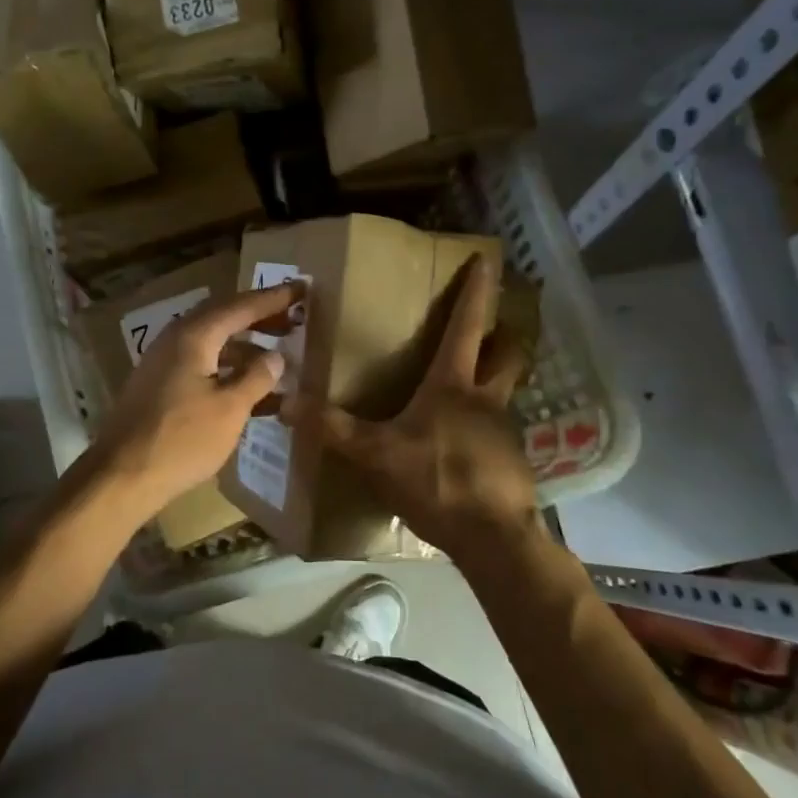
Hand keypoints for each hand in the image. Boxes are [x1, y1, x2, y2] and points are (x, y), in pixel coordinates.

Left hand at [87, 283, 298, 512]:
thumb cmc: (181, 439)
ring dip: (245, 345)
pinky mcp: (159, 386)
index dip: (274, 298)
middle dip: (259, 317)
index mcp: (194, 335)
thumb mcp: (230, 409)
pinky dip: (228, 368)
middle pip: (223, 317)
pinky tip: (247, 388)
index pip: (241, 306)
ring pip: (212, 342)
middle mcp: (175, 339)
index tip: (302, 288)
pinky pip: (201, 364)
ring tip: (277, 356)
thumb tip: (276, 357)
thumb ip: (256, 378)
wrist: (121, 476)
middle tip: (293, 319)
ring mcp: (163, 363)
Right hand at [281, 258, 536, 560]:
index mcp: (453, 385)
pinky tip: (469, 450)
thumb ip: (333, 428)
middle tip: (495, 329)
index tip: (488, 259)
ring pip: (506, 393)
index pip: (467, 325)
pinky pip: (501, 435)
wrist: (494, 537)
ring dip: (496, 383)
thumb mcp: (375, 453)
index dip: (477, 291)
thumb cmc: (436, 480)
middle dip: (504, 336)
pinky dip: (488, 431)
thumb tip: (284, 402)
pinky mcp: (513, 462)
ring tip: (472, 393)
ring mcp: (505, 431)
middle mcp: (485, 399)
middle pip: (507, 354)